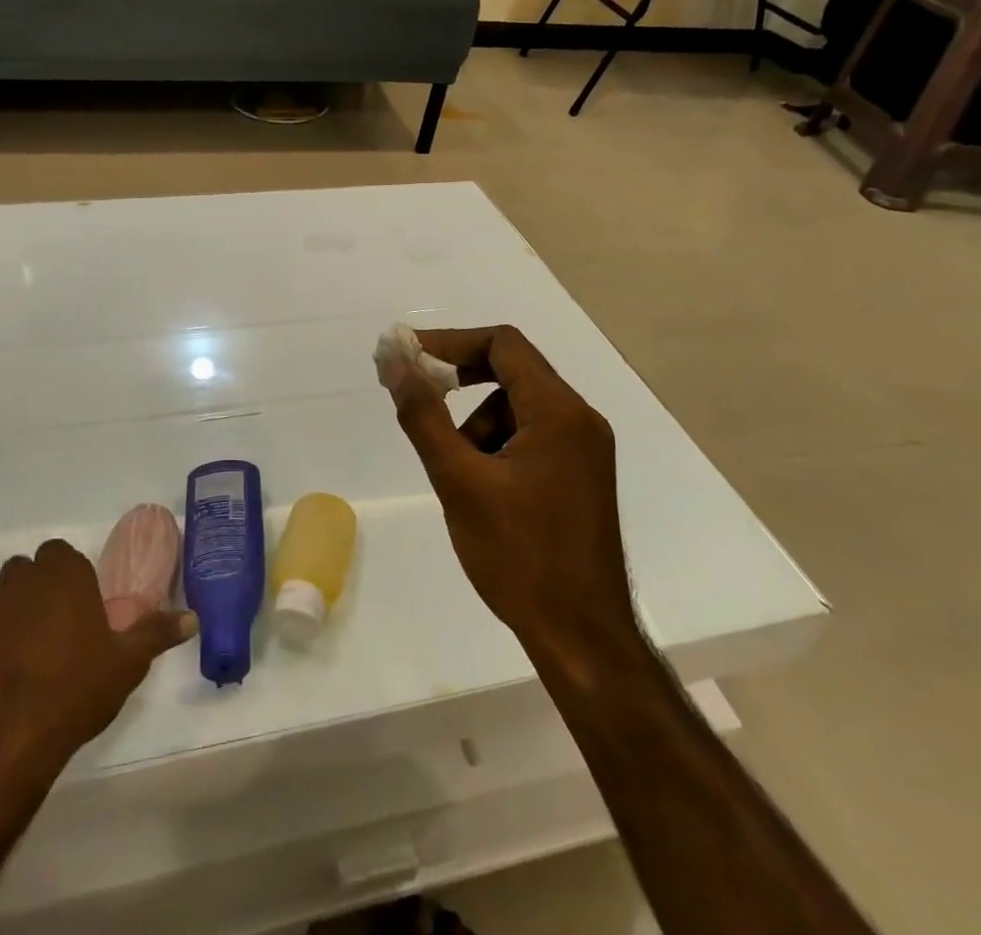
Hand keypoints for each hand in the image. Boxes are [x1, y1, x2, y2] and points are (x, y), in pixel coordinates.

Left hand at [0, 539, 194, 779]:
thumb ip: (157, 633)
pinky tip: (4, 694)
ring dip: (12, 625)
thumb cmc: (73, 689)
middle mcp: (17, 587)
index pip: (60, 553)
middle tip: (61, 629)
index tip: (83, 604)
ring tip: (34, 665)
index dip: (70, 574)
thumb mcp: (127, 663)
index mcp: (59, 576)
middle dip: (39, 592)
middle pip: (25, 574)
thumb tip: (192, 617)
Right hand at [380, 326, 638, 667]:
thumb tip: (396, 361)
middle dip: (461, 378)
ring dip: (478, 420)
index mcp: (558, 412)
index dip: (451, 341)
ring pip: (519, 406)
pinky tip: (481, 486)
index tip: (409, 356)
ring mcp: (585, 449)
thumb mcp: (460, 481)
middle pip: (513, 370)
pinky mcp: (581, 475)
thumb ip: (424, 415)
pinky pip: (533, 435)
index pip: (503, 344)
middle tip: (419, 394)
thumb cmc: (519, 556)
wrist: (582, 639)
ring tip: (455, 467)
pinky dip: (498, 443)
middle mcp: (580, 419)